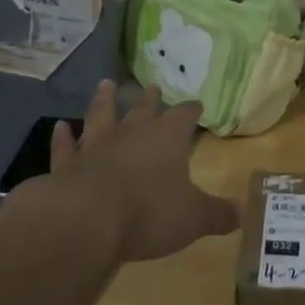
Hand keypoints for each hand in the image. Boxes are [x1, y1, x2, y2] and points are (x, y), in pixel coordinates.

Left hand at [48, 81, 239, 262]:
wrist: (86, 220)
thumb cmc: (148, 213)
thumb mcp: (193, 218)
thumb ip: (218, 214)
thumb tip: (243, 213)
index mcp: (167, 138)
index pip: (184, 116)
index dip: (191, 110)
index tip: (197, 104)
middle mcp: (132, 132)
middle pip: (143, 108)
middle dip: (150, 98)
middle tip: (153, 86)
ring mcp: (96, 144)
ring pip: (102, 114)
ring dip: (104, 100)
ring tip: (106, 84)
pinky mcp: (67, 163)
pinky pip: (66, 145)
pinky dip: (63, 136)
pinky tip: (60, 126)